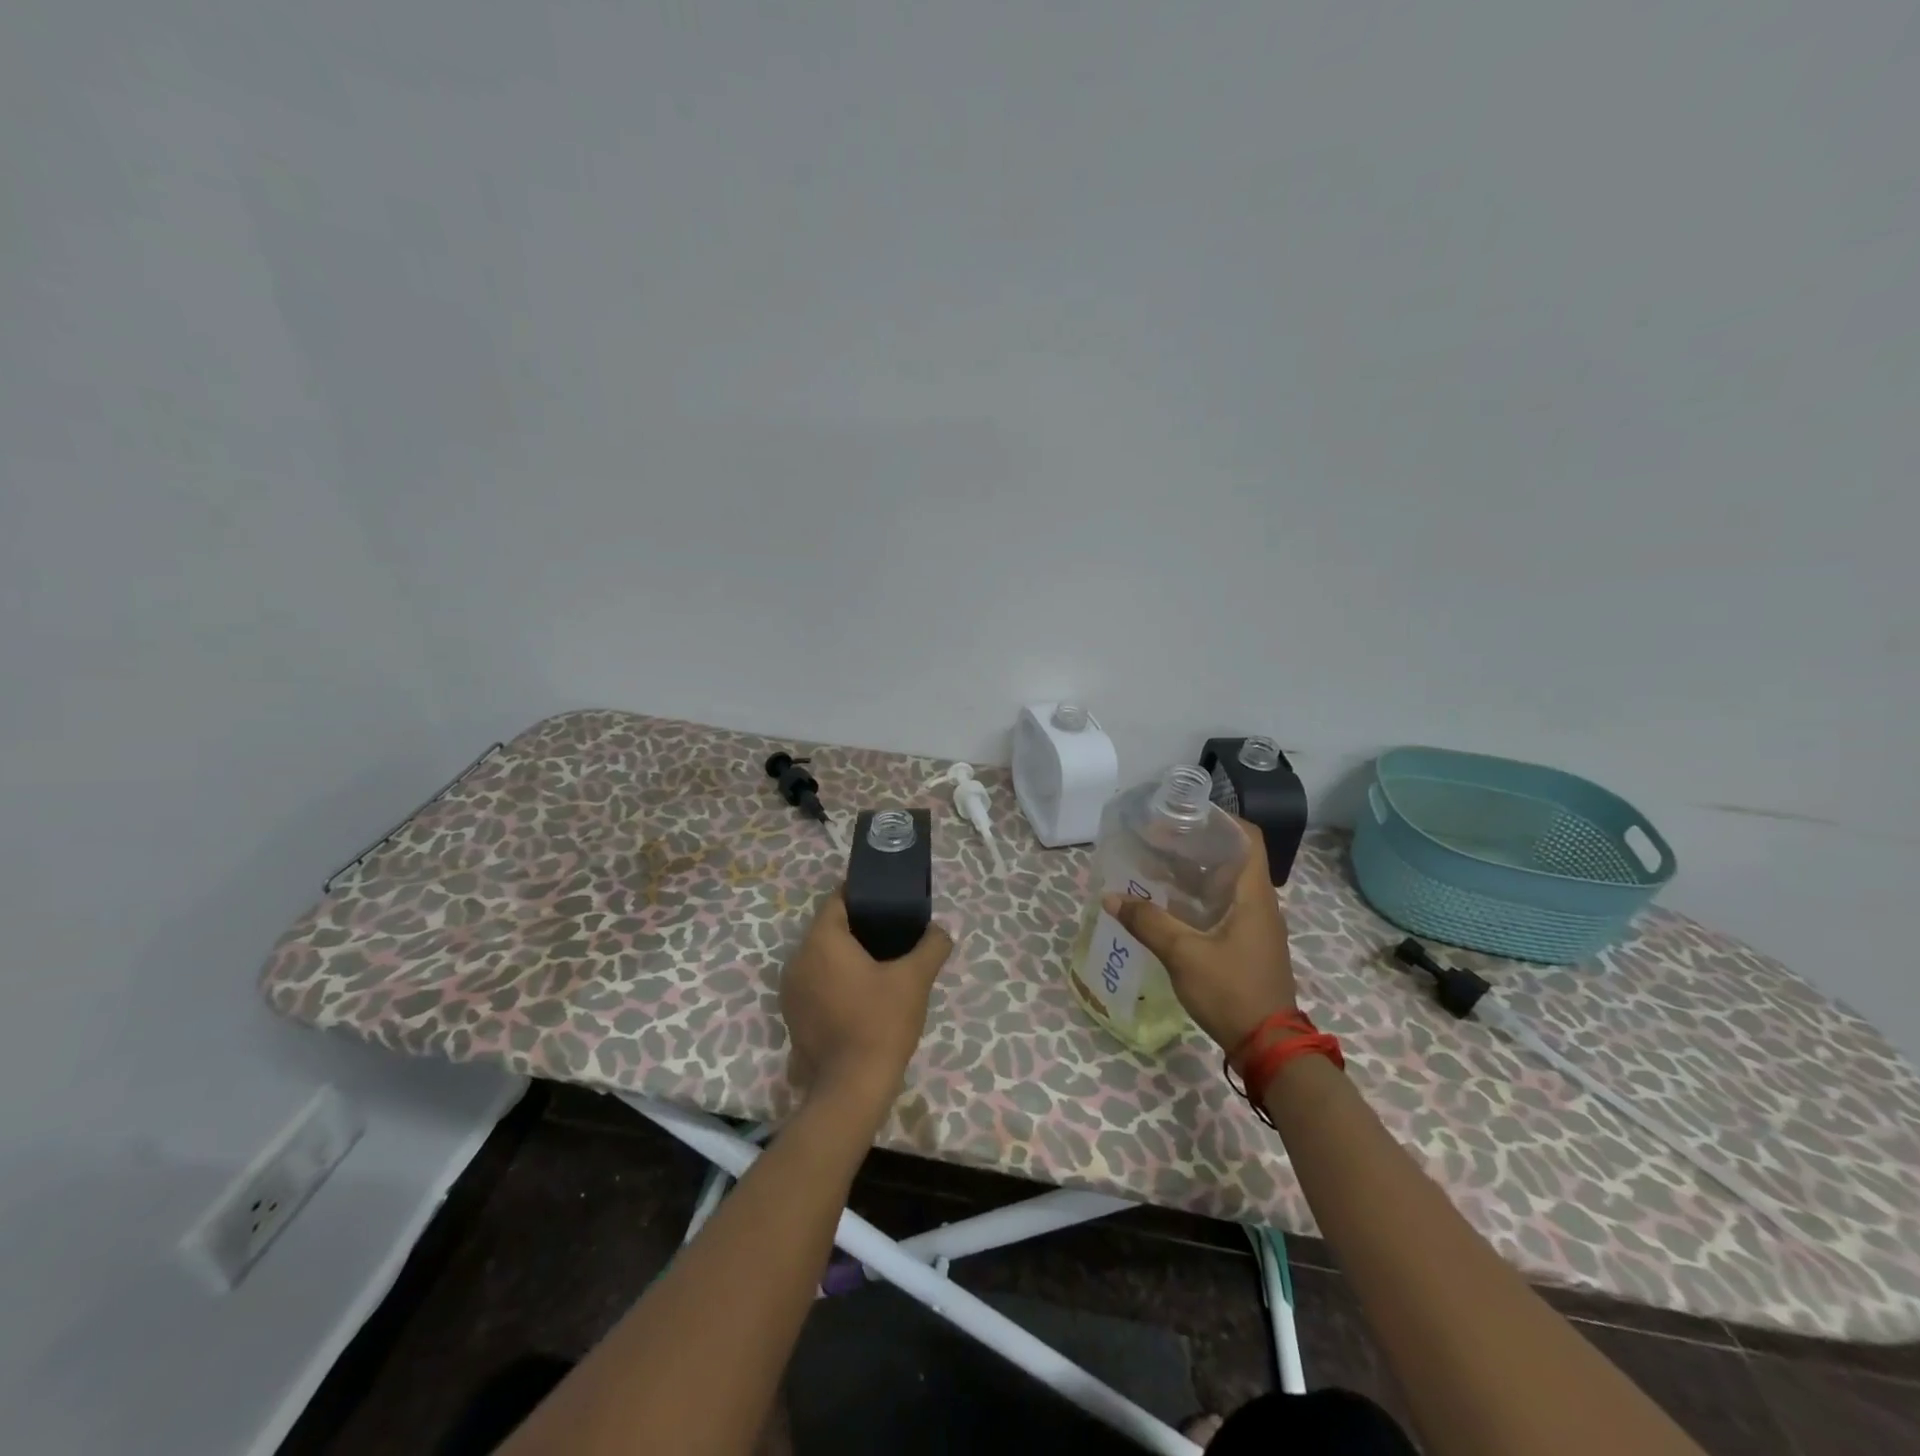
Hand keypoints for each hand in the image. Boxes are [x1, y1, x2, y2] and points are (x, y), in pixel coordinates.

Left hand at [781, 889, 953, 1114]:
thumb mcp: (915, 979)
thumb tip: (941, 931)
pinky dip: (833, 981)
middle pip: (827, 929)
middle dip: (856, 927)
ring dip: (843, 956)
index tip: (886, 900)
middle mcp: (797, 959)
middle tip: (890, 932)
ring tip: (878, 963)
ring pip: (819, 958)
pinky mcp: (792, 1017)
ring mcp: (790, 991)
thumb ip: (931, 946)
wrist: (852, 1088)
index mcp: (822, 941)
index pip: (836, 900)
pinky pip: (814, 984)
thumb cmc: (881, 1022)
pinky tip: (860, 994)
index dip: (861, 895)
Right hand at [1104, 820, 1297, 1053]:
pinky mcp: (1247, 945)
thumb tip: (1110, 897)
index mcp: (1253, 895)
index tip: (1184, 815)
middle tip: (1157, 838)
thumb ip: (1147, 922)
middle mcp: (1259, 903)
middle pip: (1231, 858)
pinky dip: (1196, 898)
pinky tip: (1167, 905)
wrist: (1269, 1047)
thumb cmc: (1231, 990)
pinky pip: (1222, 908)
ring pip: (1225, 885)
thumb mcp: (1183, 954)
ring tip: (1155, 866)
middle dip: (1195, 845)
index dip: (1220, 820)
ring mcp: (1255, 926)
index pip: (1248, 838)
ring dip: (1193, 873)